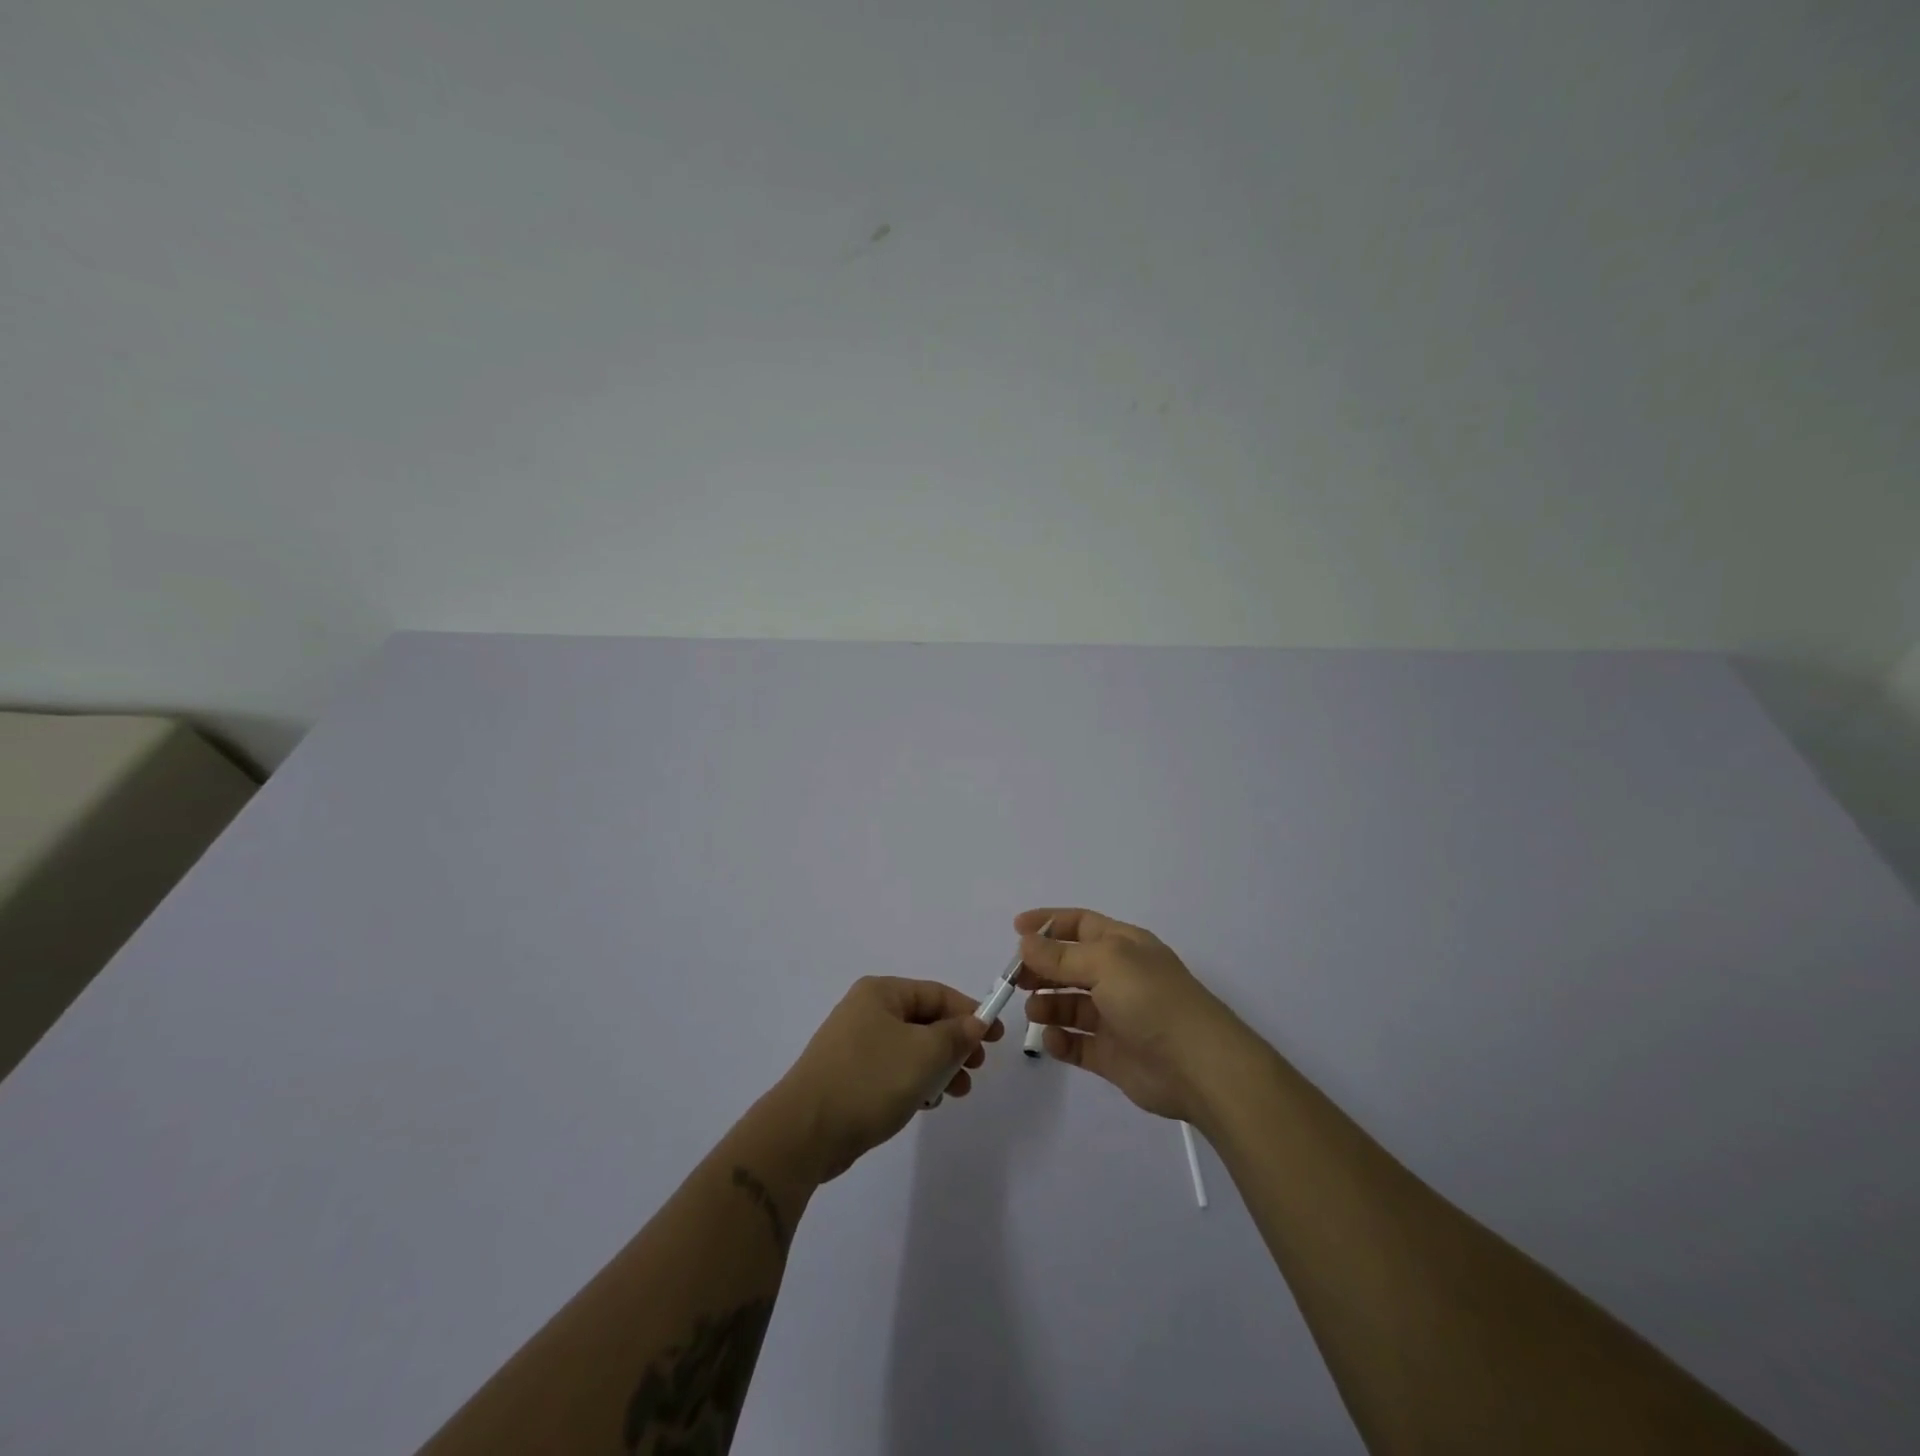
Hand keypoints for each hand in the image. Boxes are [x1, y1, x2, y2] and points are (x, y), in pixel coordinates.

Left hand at [772, 977, 1002, 1181]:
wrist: (806, 1131)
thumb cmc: (869, 1080)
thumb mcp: (923, 1054)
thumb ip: (955, 1035)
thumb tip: (975, 1022)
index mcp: (881, 992)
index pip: (936, 993)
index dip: (969, 1012)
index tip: (996, 1037)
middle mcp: (866, 1010)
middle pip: (924, 1020)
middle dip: (954, 1043)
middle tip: (977, 1067)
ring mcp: (855, 1044)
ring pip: (910, 1047)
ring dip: (938, 1066)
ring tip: (958, 1091)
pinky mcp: (849, 1075)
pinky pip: (893, 1069)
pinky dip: (915, 1080)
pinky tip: (928, 1103)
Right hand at [1016, 907, 1250, 1122]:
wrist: (1197, 1066)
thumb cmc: (1152, 999)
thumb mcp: (1106, 963)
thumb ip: (1062, 955)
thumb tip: (1026, 942)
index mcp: (1123, 946)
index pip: (1080, 924)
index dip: (1048, 923)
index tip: (1015, 929)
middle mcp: (1118, 977)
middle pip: (1069, 965)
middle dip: (1041, 968)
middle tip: (1015, 980)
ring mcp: (1115, 1017)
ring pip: (1069, 1005)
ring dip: (1047, 1005)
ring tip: (1033, 1012)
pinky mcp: (1112, 1054)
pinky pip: (1076, 1043)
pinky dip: (1060, 1041)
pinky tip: (1051, 1040)